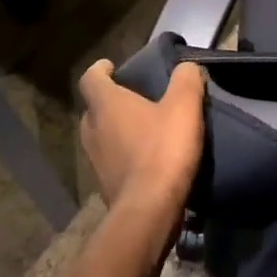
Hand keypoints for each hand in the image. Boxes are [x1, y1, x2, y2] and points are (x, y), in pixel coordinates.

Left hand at [77, 59, 205, 223]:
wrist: (150, 210)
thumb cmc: (164, 149)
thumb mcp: (185, 106)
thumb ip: (186, 79)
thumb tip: (185, 67)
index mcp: (106, 105)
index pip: (91, 78)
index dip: (101, 69)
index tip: (112, 66)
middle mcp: (92, 130)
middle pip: (95, 108)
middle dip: (112, 101)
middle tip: (136, 98)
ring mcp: (95, 161)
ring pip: (102, 135)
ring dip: (118, 129)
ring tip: (145, 128)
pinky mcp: (105, 185)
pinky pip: (112, 160)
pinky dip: (125, 154)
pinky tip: (148, 158)